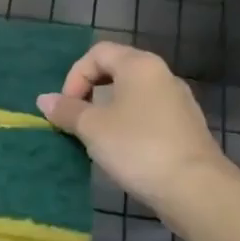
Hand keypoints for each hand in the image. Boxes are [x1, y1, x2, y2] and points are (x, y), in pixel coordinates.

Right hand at [37, 42, 231, 213]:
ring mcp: (178, 101)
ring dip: (109, 109)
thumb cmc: (138, 148)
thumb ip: (67, 111)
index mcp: (140, 65)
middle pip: (117, 70)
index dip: (75, 76)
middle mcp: (162, 75)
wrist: (195, 188)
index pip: (98, 52)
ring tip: (96, 137)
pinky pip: (149, 114)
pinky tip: (123, 150)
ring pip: (134, 94)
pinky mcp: (186, 127)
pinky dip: (129, 124)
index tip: (66, 107)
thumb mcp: (93, 128)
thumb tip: (44, 99)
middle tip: (77, 118)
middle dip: (90, 91)